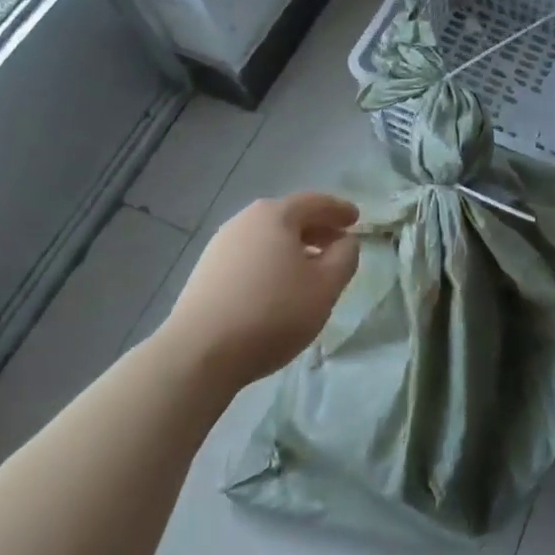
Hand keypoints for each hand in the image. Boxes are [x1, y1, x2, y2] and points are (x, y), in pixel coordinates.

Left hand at [164, 191, 359, 389]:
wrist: (198, 353)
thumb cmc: (273, 312)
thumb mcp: (326, 286)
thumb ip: (345, 257)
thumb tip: (345, 242)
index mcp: (276, 214)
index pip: (316, 202)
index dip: (339, 210)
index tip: (356, 219)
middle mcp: (245, 220)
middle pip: (289, 217)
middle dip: (317, 228)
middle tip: (338, 243)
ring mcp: (220, 245)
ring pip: (268, 237)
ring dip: (293, 247)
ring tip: (310, 269)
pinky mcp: (206, 272)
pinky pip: (250, 256)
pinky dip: (271, 262)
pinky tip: (277, 287)